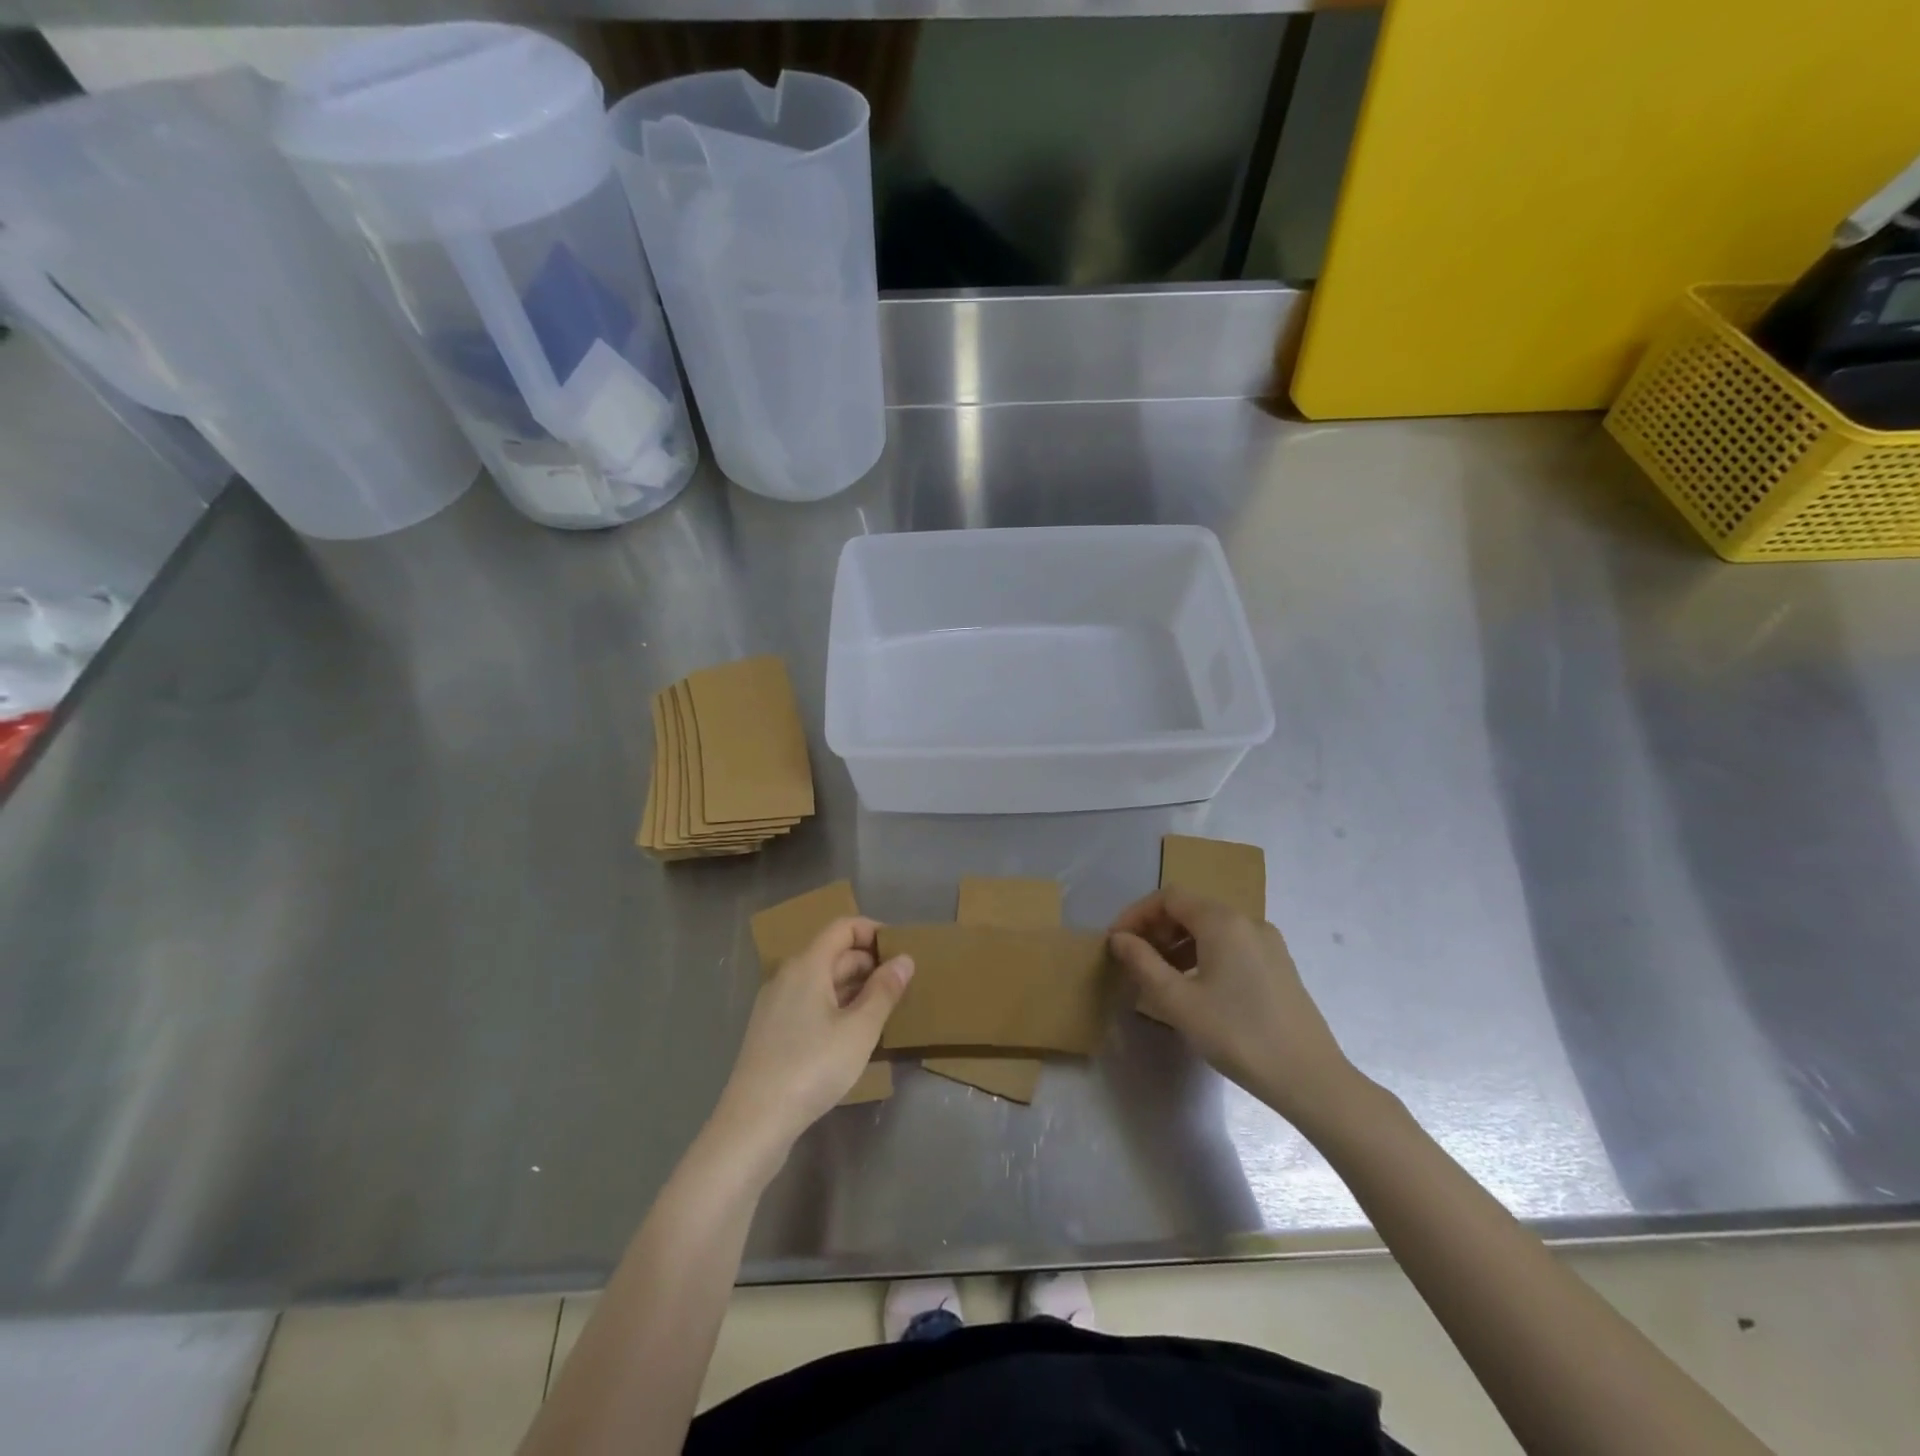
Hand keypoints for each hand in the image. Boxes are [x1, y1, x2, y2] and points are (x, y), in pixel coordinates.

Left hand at [711, 917, 912, 1163]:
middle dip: (868, 963)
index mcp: (807, 965)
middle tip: (901, 986)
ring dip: (854, 987)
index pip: (843, 927)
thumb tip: (904, 959)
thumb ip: (884, 991)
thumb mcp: (859, 1030)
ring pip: (822, 980)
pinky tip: (853, 1034)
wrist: (754, 1122)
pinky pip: (810, 1002)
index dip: (873, 931)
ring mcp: (775, 1004)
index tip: (900, 952)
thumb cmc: (812, 1067)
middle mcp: (787, 976)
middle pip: (833, 953)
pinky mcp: (771, 1030)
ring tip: (884, 1010)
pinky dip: (835, 1006)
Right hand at [1110, 889, 1364, 1135]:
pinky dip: (1202, 954)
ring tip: (1158, 976)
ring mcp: (1267, 943)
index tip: (1116, 942)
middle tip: (1133, 960)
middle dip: (1156, 928)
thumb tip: (1119, 939)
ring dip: (1178, 943)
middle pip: (1191, 908)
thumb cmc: (1238, 1035)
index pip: (1169, 897)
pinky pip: (1230, 945)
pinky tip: (1194, 987)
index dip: (1136, 914)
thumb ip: (1143, 963)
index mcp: (1223, 921)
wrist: (1311, 1079)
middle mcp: (1247, 921)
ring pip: (1211, 928)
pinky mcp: (1278, 965)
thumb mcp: (1178, 1001)